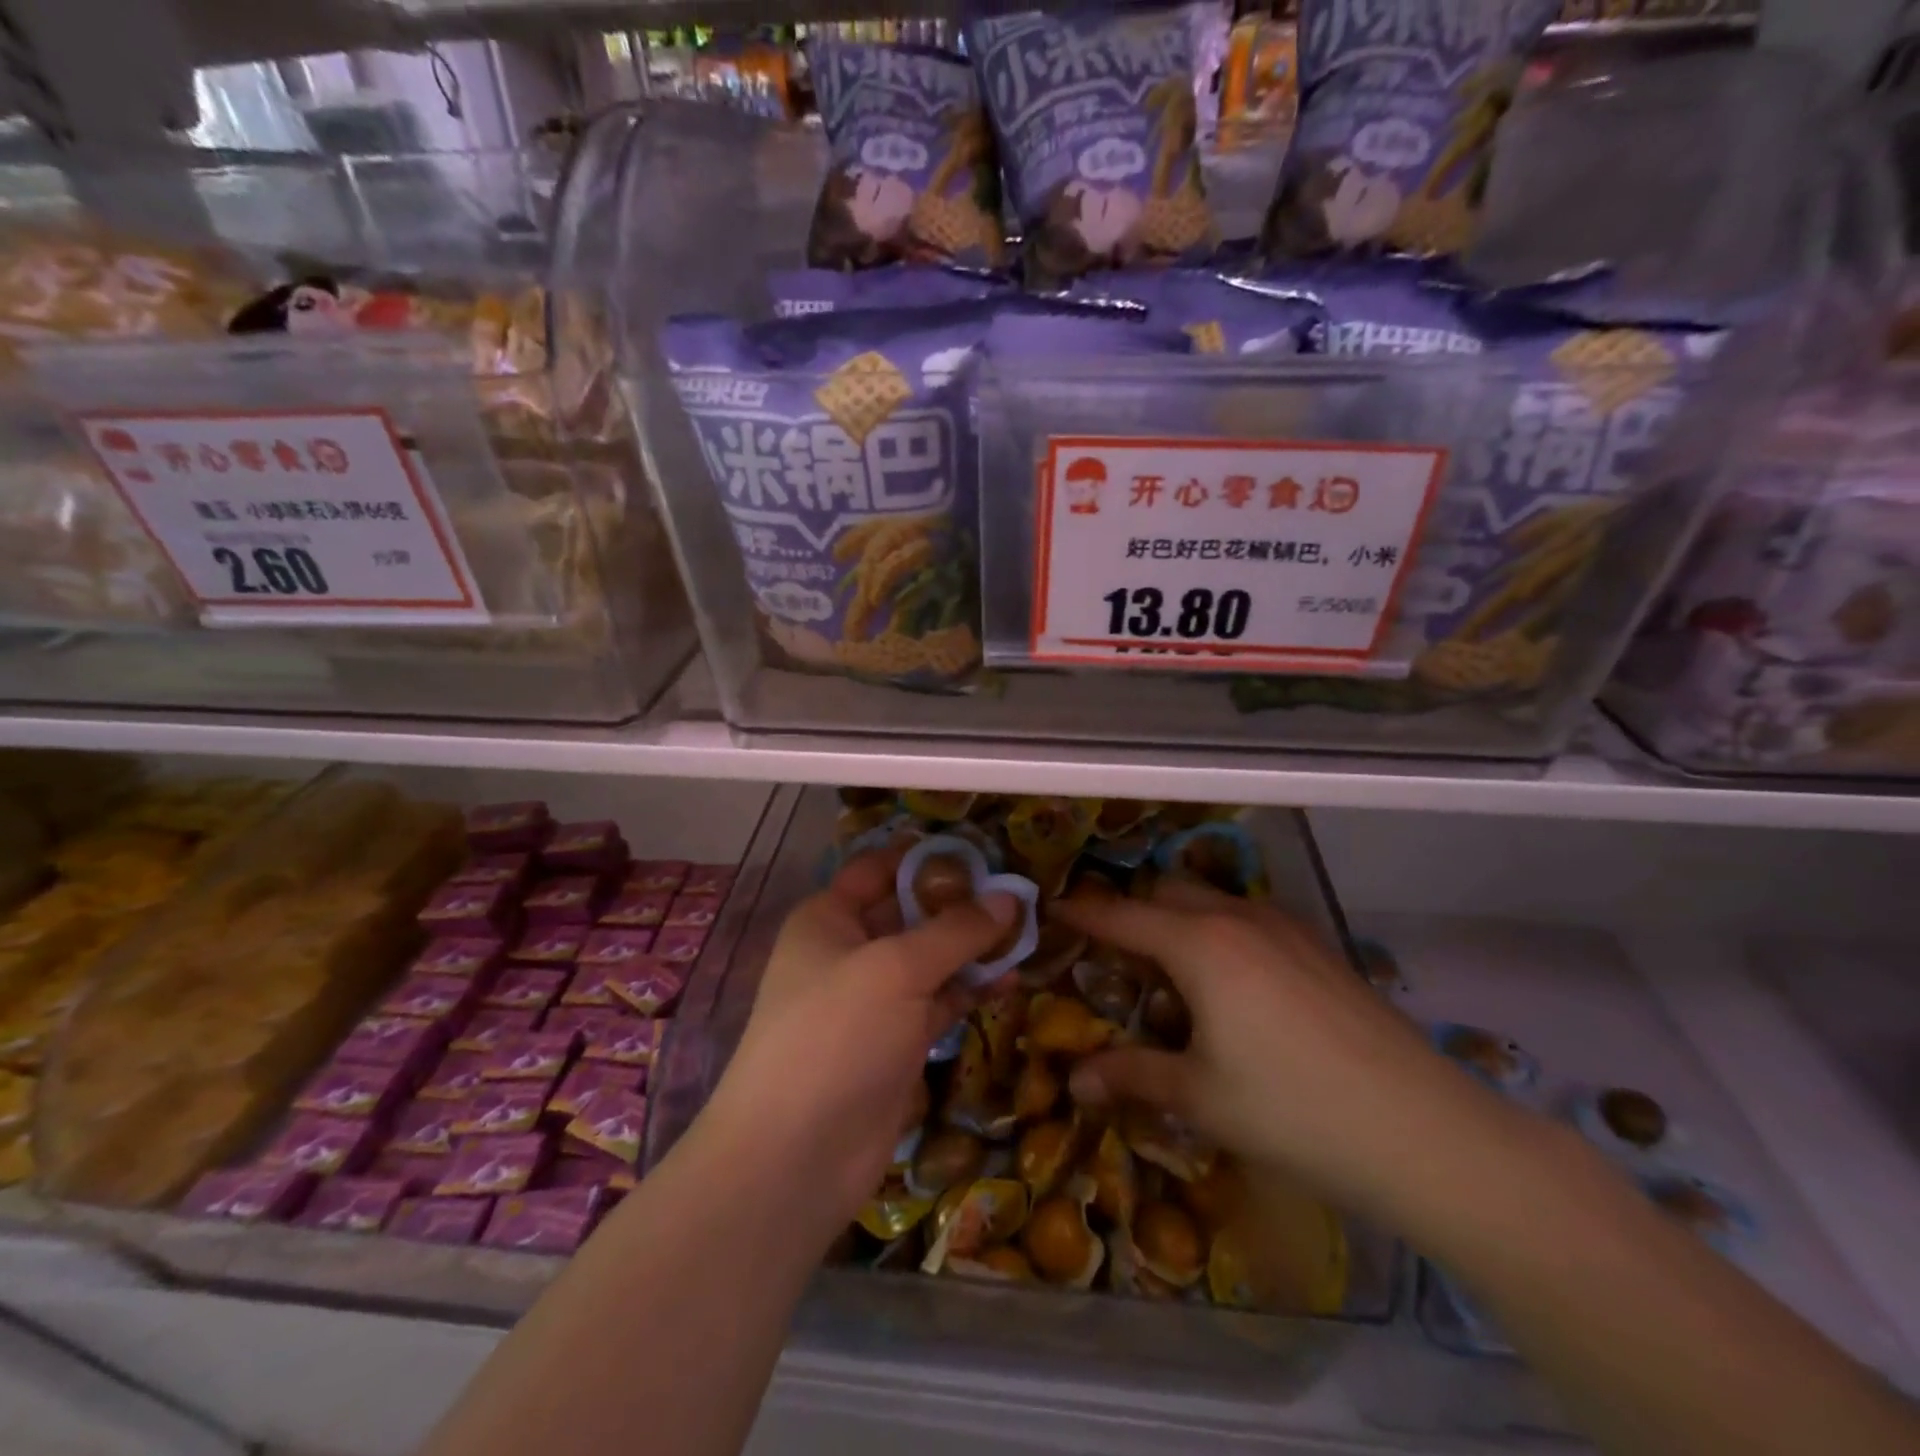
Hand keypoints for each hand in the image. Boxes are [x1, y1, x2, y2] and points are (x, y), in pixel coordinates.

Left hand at [702, 848, 1018, 1235]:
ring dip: (973, 948)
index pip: (879, 868)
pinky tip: (1011, 978)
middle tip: (1020, 890)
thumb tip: (1011, 895)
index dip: (926, 858)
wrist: (796, 1157)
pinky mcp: (896, 1042)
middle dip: (960, 903)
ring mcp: (873, 1000)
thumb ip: (956, 930)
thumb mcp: (897, 969)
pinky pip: (940, 1002)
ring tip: (1028, 931)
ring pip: (931, 959)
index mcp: (829, 918)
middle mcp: (848, 951)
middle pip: (910, 912)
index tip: (982, 851)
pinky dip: (971, 990)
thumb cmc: (836, 1035)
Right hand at [1053, 879, 1513, 1222]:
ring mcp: (1285, 928)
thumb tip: (1076, 1079)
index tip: (1052, 910)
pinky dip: (1221, 933)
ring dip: (1180, 921)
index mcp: (1199, 945)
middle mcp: (1238, 918)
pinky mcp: (1318, 947)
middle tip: (1114, 956)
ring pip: (1212, 901)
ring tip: (1172, 973)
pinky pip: (1249, 919)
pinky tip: (1233, 986)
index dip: (1082, 913)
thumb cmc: (1293, 1111)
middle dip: (1133, 914)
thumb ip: (1132, 1075)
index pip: (1122, 917)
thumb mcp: (1200, 1096)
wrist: (1423, 1130)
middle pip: (1167, 894)